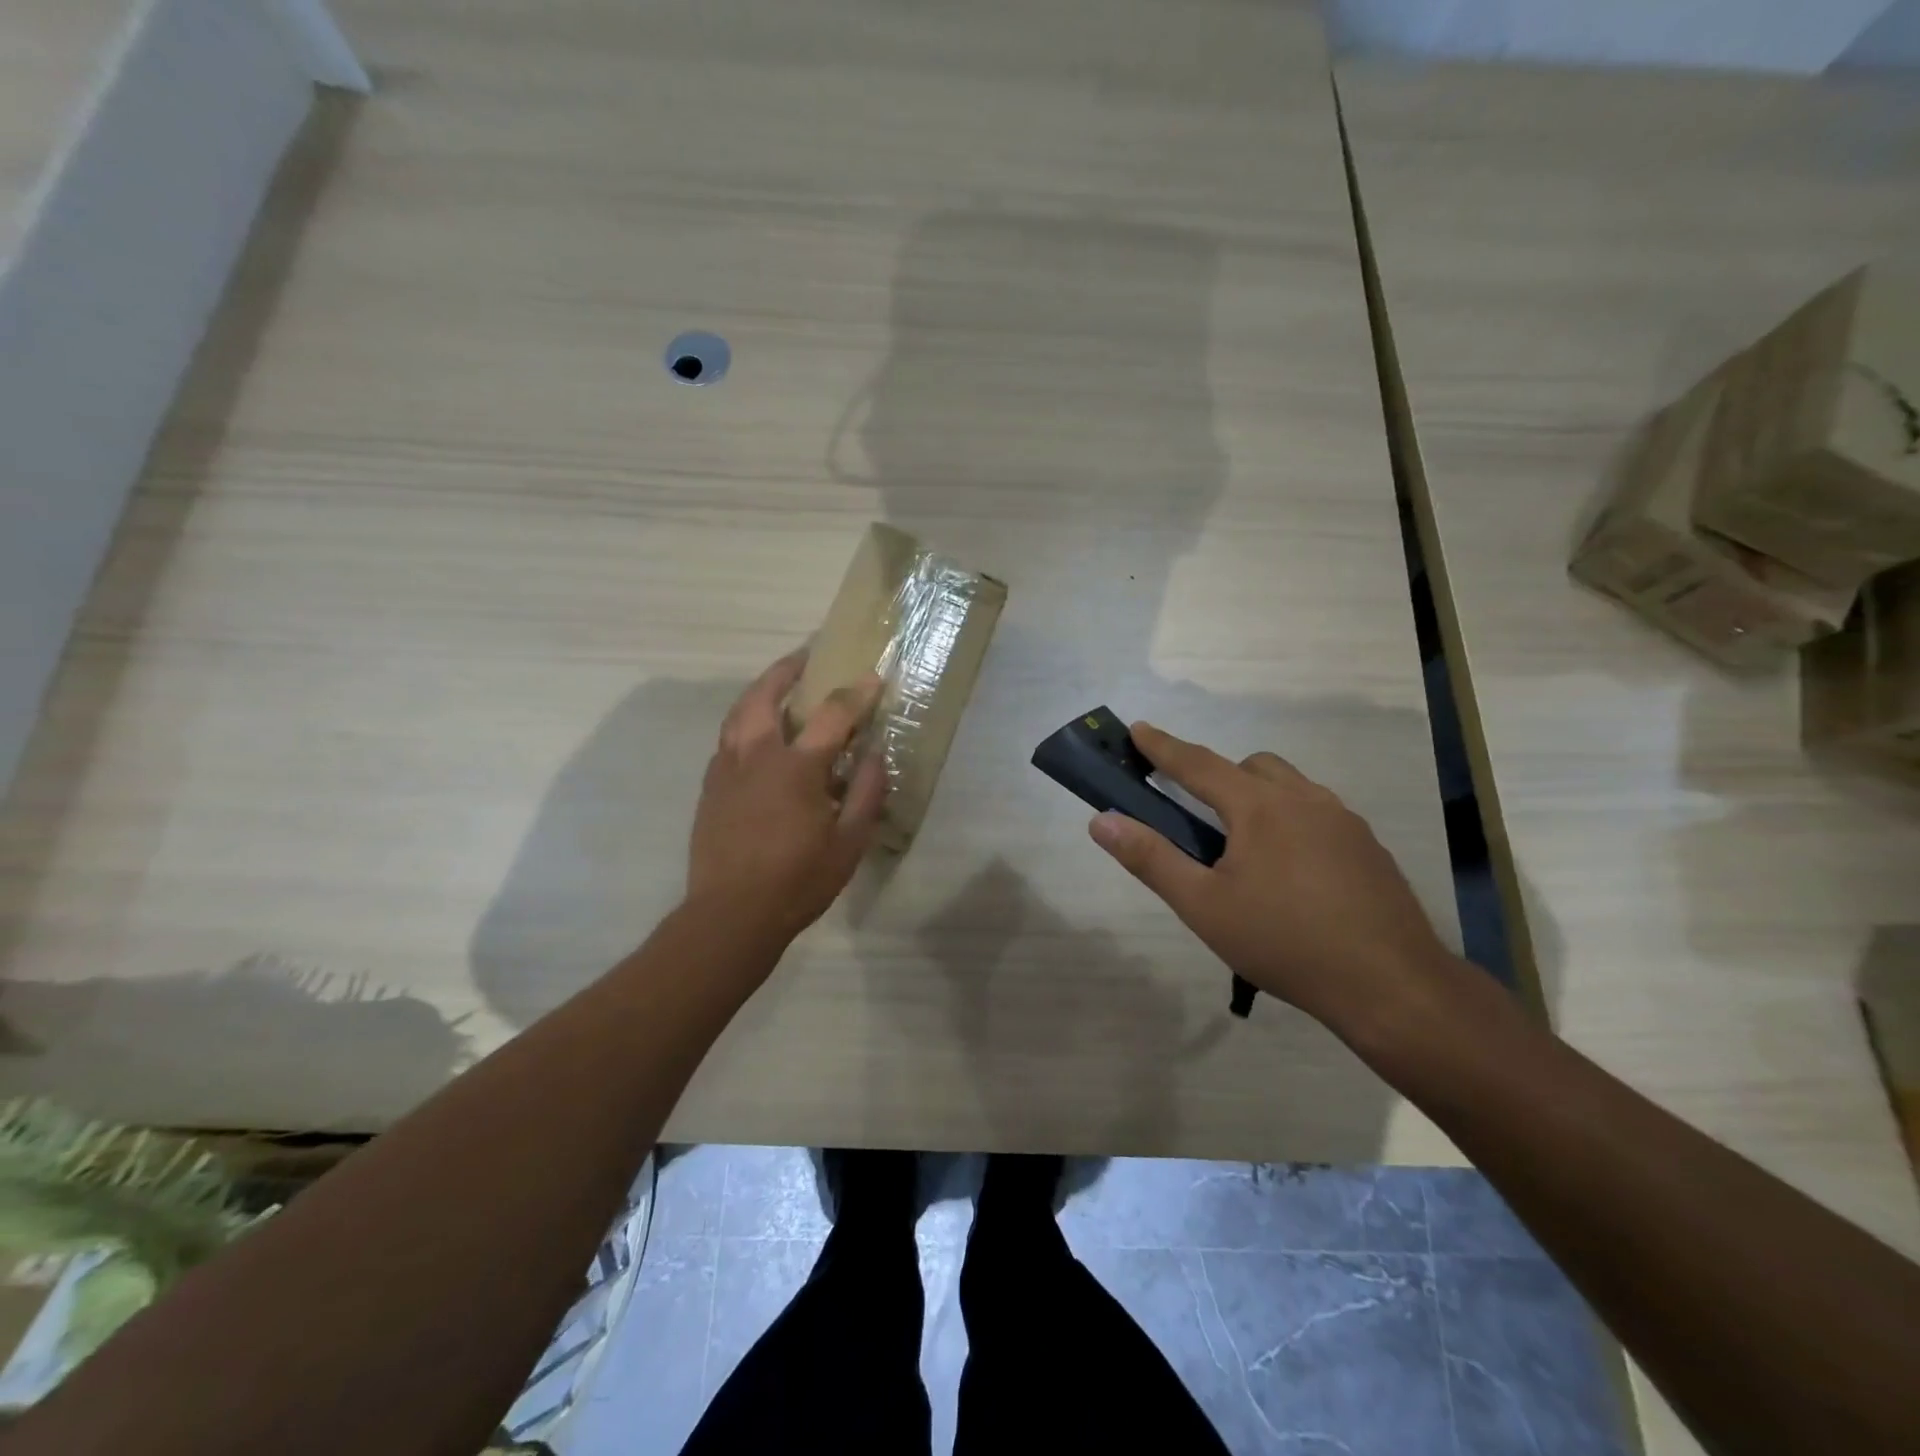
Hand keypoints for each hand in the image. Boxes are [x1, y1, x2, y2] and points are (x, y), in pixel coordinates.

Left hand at [688, 650, 887, 941]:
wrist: (730, 914)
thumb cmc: (797, 881)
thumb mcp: (848, 844)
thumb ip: (865, 794)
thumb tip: (874, 755)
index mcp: (795, 768)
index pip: (832, 715)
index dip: (857, 694)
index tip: (874, 677)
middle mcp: (756, 756)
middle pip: (765, 696)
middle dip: (787, 670)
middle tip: (806, 657)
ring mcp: (726, 770)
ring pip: (738, 714)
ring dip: (760, 691)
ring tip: (777, 685)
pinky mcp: (710, 788)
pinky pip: (727, 740)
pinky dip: (744, 723)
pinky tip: (755, 736)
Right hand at [1088, 722, 1468, 1045]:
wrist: (1391, 985)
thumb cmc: (1284, 942)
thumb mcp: (1203, 906)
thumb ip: (1150, 858)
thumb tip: (1101, 821)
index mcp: (1259, 807)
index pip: (1198, 764)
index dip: (1163, 746)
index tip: (1137, 728)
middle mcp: (1304, 799)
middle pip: (1251, 767)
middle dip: (1217, 776)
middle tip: (1198, 815)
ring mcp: (1344, 820)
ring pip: (1290, 787)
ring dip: (1259, 797)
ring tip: (1245, 848)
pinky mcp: (1368, 847)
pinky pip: (1319, 813)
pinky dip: (1292, 821)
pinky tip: (1292, 873)